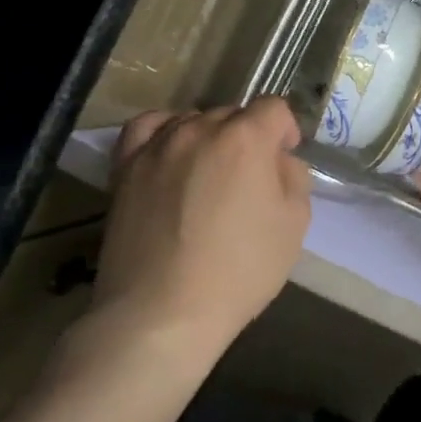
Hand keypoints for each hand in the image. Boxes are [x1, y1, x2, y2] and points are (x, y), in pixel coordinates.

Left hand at [88, 99, 311, 353]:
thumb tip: (277, 161)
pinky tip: (171, 154)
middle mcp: (200, 129)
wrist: (161, 313)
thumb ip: (294, 177)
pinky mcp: (126, 167)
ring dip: (209, 138)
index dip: (286, 131)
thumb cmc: (239, 270)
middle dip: (248, 137)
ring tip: (208, 175)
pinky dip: (164, 132)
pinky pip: (147, 129)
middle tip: (249, 180)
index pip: (273, 108)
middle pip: (233, 114)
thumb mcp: (294, 225)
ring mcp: (159, 146)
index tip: (284, 159)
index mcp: (246, 138)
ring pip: (192, 120)